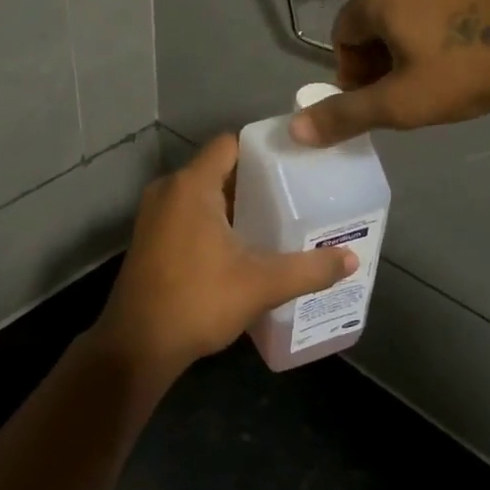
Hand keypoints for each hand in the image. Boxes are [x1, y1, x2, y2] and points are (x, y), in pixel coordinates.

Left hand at [96, 135, 358, 375]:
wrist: (137, 345)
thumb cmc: (198, 301)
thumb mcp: (261, 284)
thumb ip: (308, 269)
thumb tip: (351, 259)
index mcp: (192, 185)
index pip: (230, 144)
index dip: (262, 149)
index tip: (294, 162)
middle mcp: (168, 189)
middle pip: (218, 168)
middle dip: (254, 180)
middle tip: (294, 192)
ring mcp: (154, 213)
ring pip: (201, 193)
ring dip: (233, 203)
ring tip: (274, 217)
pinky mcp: (149, 236)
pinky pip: (187, 212)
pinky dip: (213, 219)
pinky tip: (241, 244)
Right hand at [290, 0, 489, 146]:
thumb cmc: (466, 69)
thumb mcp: (400, 102)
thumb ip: (344, 116)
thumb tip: (294, 130)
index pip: (342, 38)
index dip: (353, 77)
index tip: (381, 102)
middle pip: (370, 23)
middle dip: (379, 62)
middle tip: (407, 93)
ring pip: (402, 14)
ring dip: (406, 48)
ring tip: (436, 78)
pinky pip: (433, 4)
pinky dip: (433, 31)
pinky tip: (462, 56)